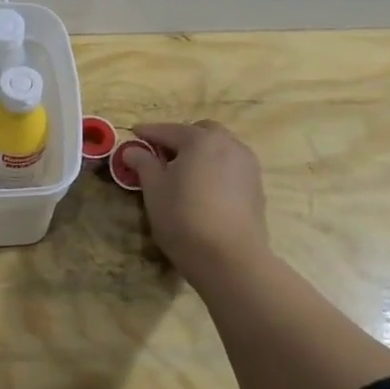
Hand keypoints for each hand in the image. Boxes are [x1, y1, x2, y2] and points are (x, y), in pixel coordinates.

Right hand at [126, 120, 269, 279]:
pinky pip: (231, 167)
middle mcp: (228, 144)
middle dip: (180, 138)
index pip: (168, 130)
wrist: (230, 258)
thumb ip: (143, 163)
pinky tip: (203, 188)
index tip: (133, 136)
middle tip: (161, 155)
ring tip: (183, 172)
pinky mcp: (256, 187)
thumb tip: (132, 149)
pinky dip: (215, 168)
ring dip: (201, 153)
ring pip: (220, 148)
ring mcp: (247, 165)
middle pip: (201, 132)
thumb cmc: (183, 217)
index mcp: (200, 139)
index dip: (147, 133)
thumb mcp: (154, 189)